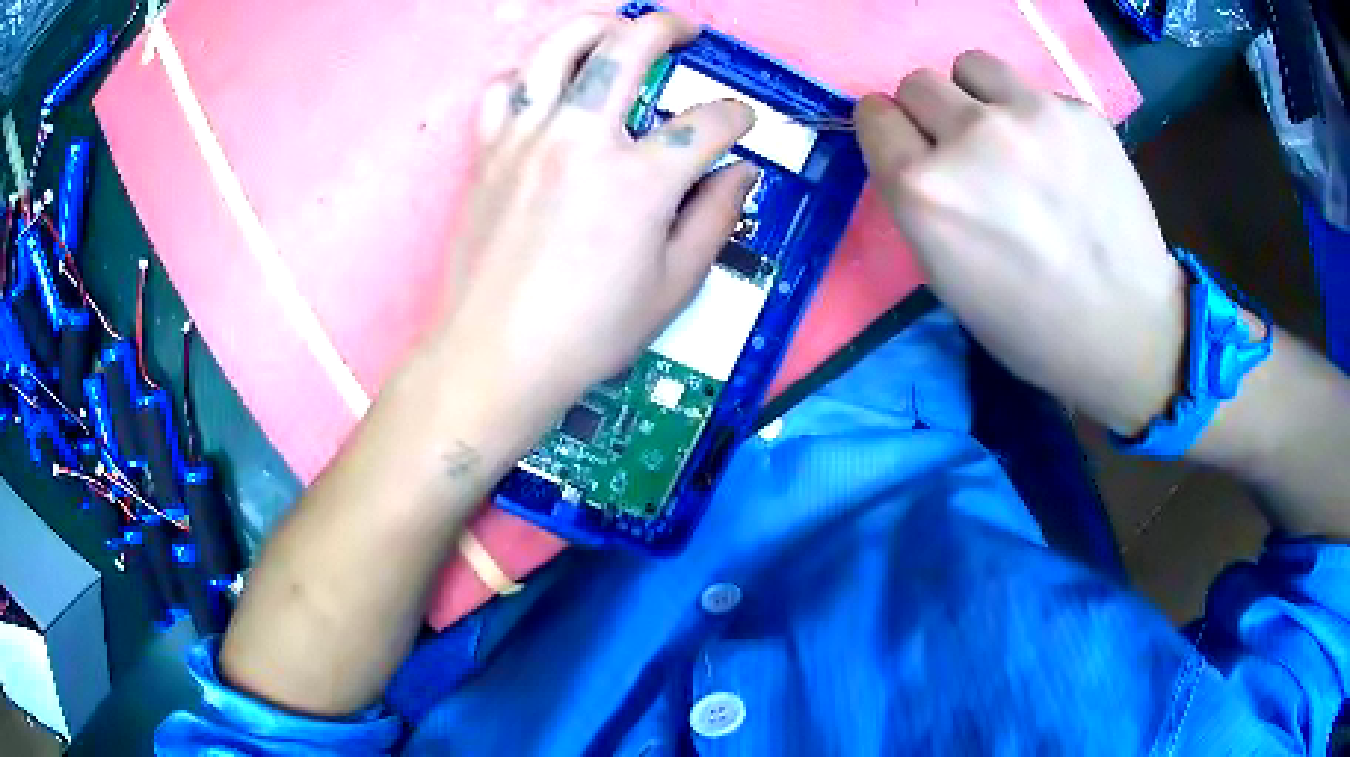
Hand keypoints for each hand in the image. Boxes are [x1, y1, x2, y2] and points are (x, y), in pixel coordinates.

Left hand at [429, 12, 757, 428]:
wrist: (493, 357)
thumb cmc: (587, 334)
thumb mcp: (674, 288)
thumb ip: (715, 219)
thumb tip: (740, 173)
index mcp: (640, 180)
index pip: (707, 123)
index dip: (736, 117)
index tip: (740, 123)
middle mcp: (582, 139)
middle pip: (629, 48)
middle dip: (668, 27)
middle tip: (685, 29)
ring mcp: (526, 139)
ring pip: (556, 49)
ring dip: (594, 26)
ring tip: (614, 28)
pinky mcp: (488, 153)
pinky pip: (503, 89)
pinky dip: (527, 75)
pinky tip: (543, 86)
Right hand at [855, 52, 1184, 435]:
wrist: (1125, 329)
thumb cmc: (1029, 325)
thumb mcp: (945, 275)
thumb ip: (920, 199)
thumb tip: (919, 151)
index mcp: (925, 189)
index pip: (873, 114)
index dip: (890, 132)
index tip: (910, 148)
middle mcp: (970, 136)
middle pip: (917, 82)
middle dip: (931, 114)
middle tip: (967, 152)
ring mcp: (1031, 114)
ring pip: (971, 65)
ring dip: (978, 96)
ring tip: (1012, 139)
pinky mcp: (1079, 110)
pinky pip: (1033, 91)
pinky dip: (1037, 117)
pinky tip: (1064, 161)